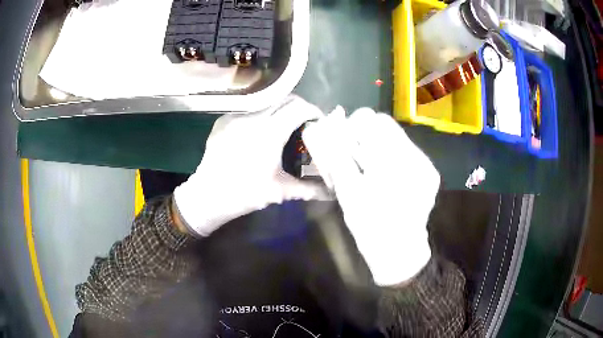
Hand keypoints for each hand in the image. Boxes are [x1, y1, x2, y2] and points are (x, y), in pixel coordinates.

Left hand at [174, 96, 328, 236]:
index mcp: (269, 133)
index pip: (298, 108)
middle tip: (305, 122)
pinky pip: (248, 109)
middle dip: (300, 107)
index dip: (313, 111)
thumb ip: (309, 189)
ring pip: (266, 101)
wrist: (208, 196)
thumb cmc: (245, 194)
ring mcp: (235, 116)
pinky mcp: (223, 120)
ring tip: (284, 124)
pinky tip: (261, 130)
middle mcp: (252, 118)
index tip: (318, 121)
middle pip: (284, 99)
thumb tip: (331, 193)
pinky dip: (261, 114)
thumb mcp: (280, 192)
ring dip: (280, 108)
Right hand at [302, 107, 439, 285]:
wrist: (399, 252)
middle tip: (353, 156)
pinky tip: (383, 176)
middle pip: (386, 126)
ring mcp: (426, 165)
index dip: (353, 127)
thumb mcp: (347, 193)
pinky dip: (389, 156)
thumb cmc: (370, 228)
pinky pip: (405, 151)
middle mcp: (418, 158)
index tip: (343, 143)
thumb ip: (333, 158)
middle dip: (364, 136)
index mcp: (397, 164)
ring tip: (368, 168)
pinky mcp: (429, 173)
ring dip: (376, 146)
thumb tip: (317, 130)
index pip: (374, 121)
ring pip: (395, 138)